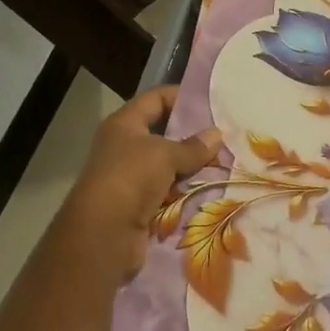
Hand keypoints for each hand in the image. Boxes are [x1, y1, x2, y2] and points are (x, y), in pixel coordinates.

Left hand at [58, 86, 222, 279]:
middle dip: (193, 135)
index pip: (155, 98)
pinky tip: (211, 189)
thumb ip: (193, 146)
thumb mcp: (165, 154)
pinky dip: (186, 191)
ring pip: (168, 165)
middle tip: (225, 135)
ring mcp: (130, 177)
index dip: (181, 96)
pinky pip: (168, 191)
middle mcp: (124, 147)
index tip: (212, 101)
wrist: (104, 233)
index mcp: (124, 124)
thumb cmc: (130, 178)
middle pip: (163, 133)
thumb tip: (217, 135)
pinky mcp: (139, 205)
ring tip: (225, 162)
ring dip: (193, 166)